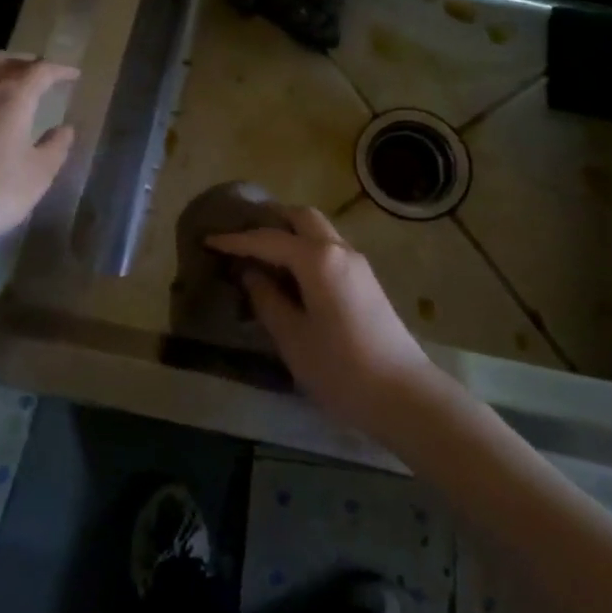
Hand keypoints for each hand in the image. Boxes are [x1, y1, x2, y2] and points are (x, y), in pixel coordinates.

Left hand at [0, 52, 78, 261]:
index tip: (73, 76)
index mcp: (12, 97)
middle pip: (2, 60)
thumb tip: (64, 129)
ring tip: (4, 91)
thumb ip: (56, 147)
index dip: (60, 70)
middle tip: (37, 75)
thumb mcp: (38, 175)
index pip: (41, 71)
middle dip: (23, 63)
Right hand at [208, 206, 434, 435]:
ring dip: (290, 233)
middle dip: (269, 221)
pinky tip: (290, 273)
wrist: (403, 395)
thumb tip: (251, 274)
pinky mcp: (366, 280)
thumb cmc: (340, 368)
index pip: (269, 239)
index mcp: (318, 259)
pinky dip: (305, 248)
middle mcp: (339, 249)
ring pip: (319, 230)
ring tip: (260, 254)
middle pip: (301, 218)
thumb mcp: (292, 337)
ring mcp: (357, 263)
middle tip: (240, 238)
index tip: (208, 240)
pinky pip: (329, 249)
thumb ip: (268, 300)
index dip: (236, 241)